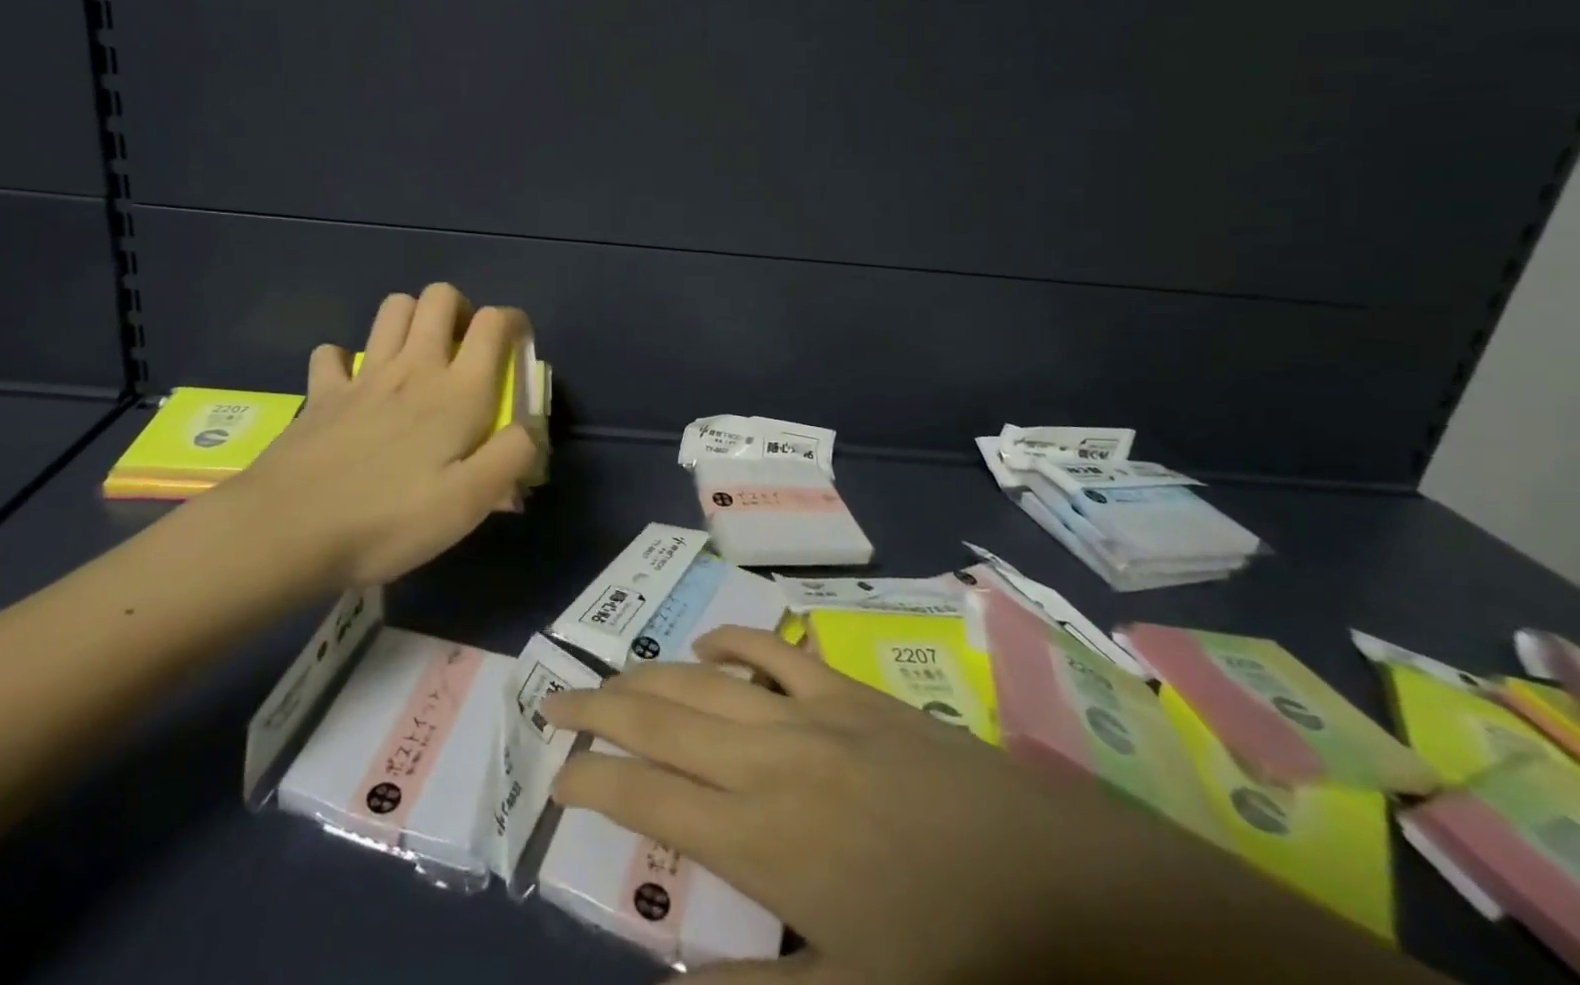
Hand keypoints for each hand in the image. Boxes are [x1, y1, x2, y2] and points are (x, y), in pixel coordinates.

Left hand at [195, 284, 542, 597]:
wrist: (287, 531)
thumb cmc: (389, 519)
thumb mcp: (468, 504)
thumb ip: (511, 458)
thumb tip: (529, 429)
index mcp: (458, 391)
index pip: (494, 322)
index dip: (513, 322)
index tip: (516, 349)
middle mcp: (414, 367)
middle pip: (439, 297)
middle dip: (460, 309)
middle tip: (464, 350)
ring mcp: (363, 375)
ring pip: (393, 309)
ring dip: (412, 319)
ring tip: (419, 356)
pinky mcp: (321, 393)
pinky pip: (333, 354)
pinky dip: (347, 359)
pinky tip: (354, 385)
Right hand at [543, 628, 1434, 984]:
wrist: (1041, 872)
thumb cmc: (946, 948)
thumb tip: (680, 978)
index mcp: (756, 835)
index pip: (646, 798)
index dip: (592, 782)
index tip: (557, 775)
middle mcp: (763, 757)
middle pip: (659, 718)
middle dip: (598, 709)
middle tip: (553, 701)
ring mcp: (804, 710)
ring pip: (701, 678)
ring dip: (648, 674)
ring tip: (609, 678)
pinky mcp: (842, 687)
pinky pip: (770, 649)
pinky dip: (730, 643)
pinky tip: (706, 647)